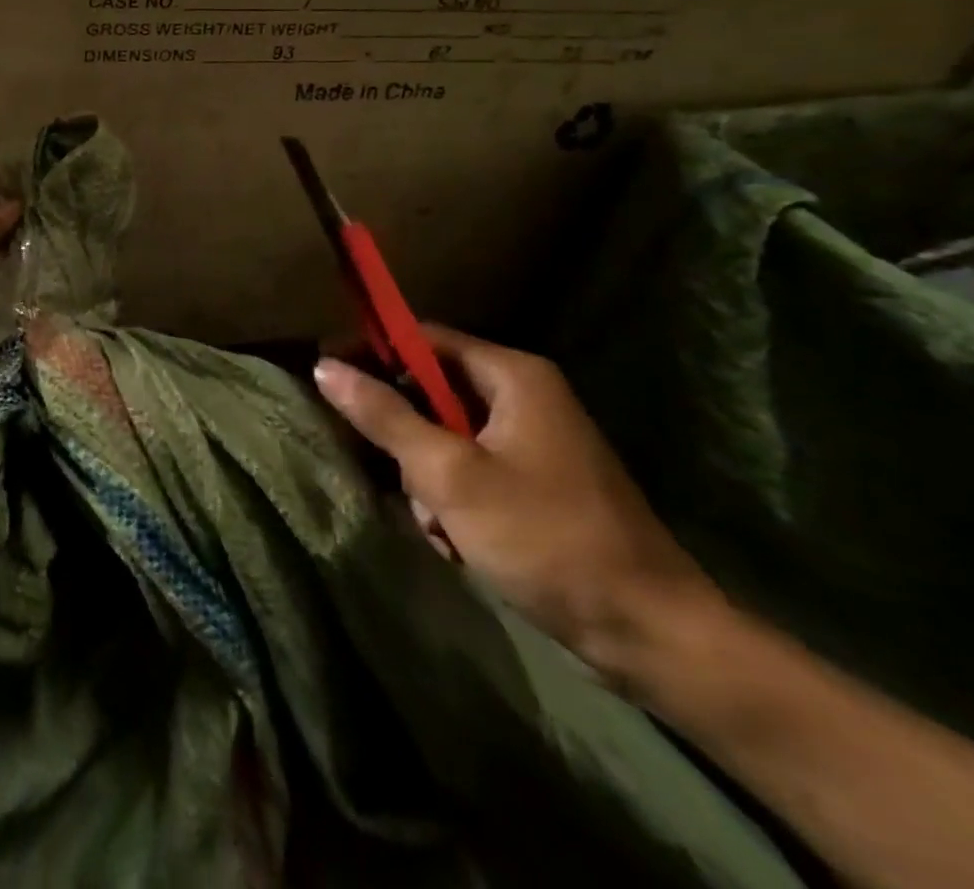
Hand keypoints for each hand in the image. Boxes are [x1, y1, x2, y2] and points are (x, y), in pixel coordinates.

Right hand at [314, 326, 719, 677]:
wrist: (650, 634)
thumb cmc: (545, 538)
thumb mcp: (450, 474)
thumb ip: (384, 416)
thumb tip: (324, 367)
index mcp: (513, 376)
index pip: (422, 338)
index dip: (372, 351)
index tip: (327, 375)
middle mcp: (524, 396)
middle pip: (431, 389)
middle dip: (402, 434)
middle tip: (382, 469)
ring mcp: (533, 441)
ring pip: (445, 435)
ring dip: (425, 476)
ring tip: (434, 522)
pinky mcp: (537, 482)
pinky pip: (470, 468)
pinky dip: (452, 498)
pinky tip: (455, 539)